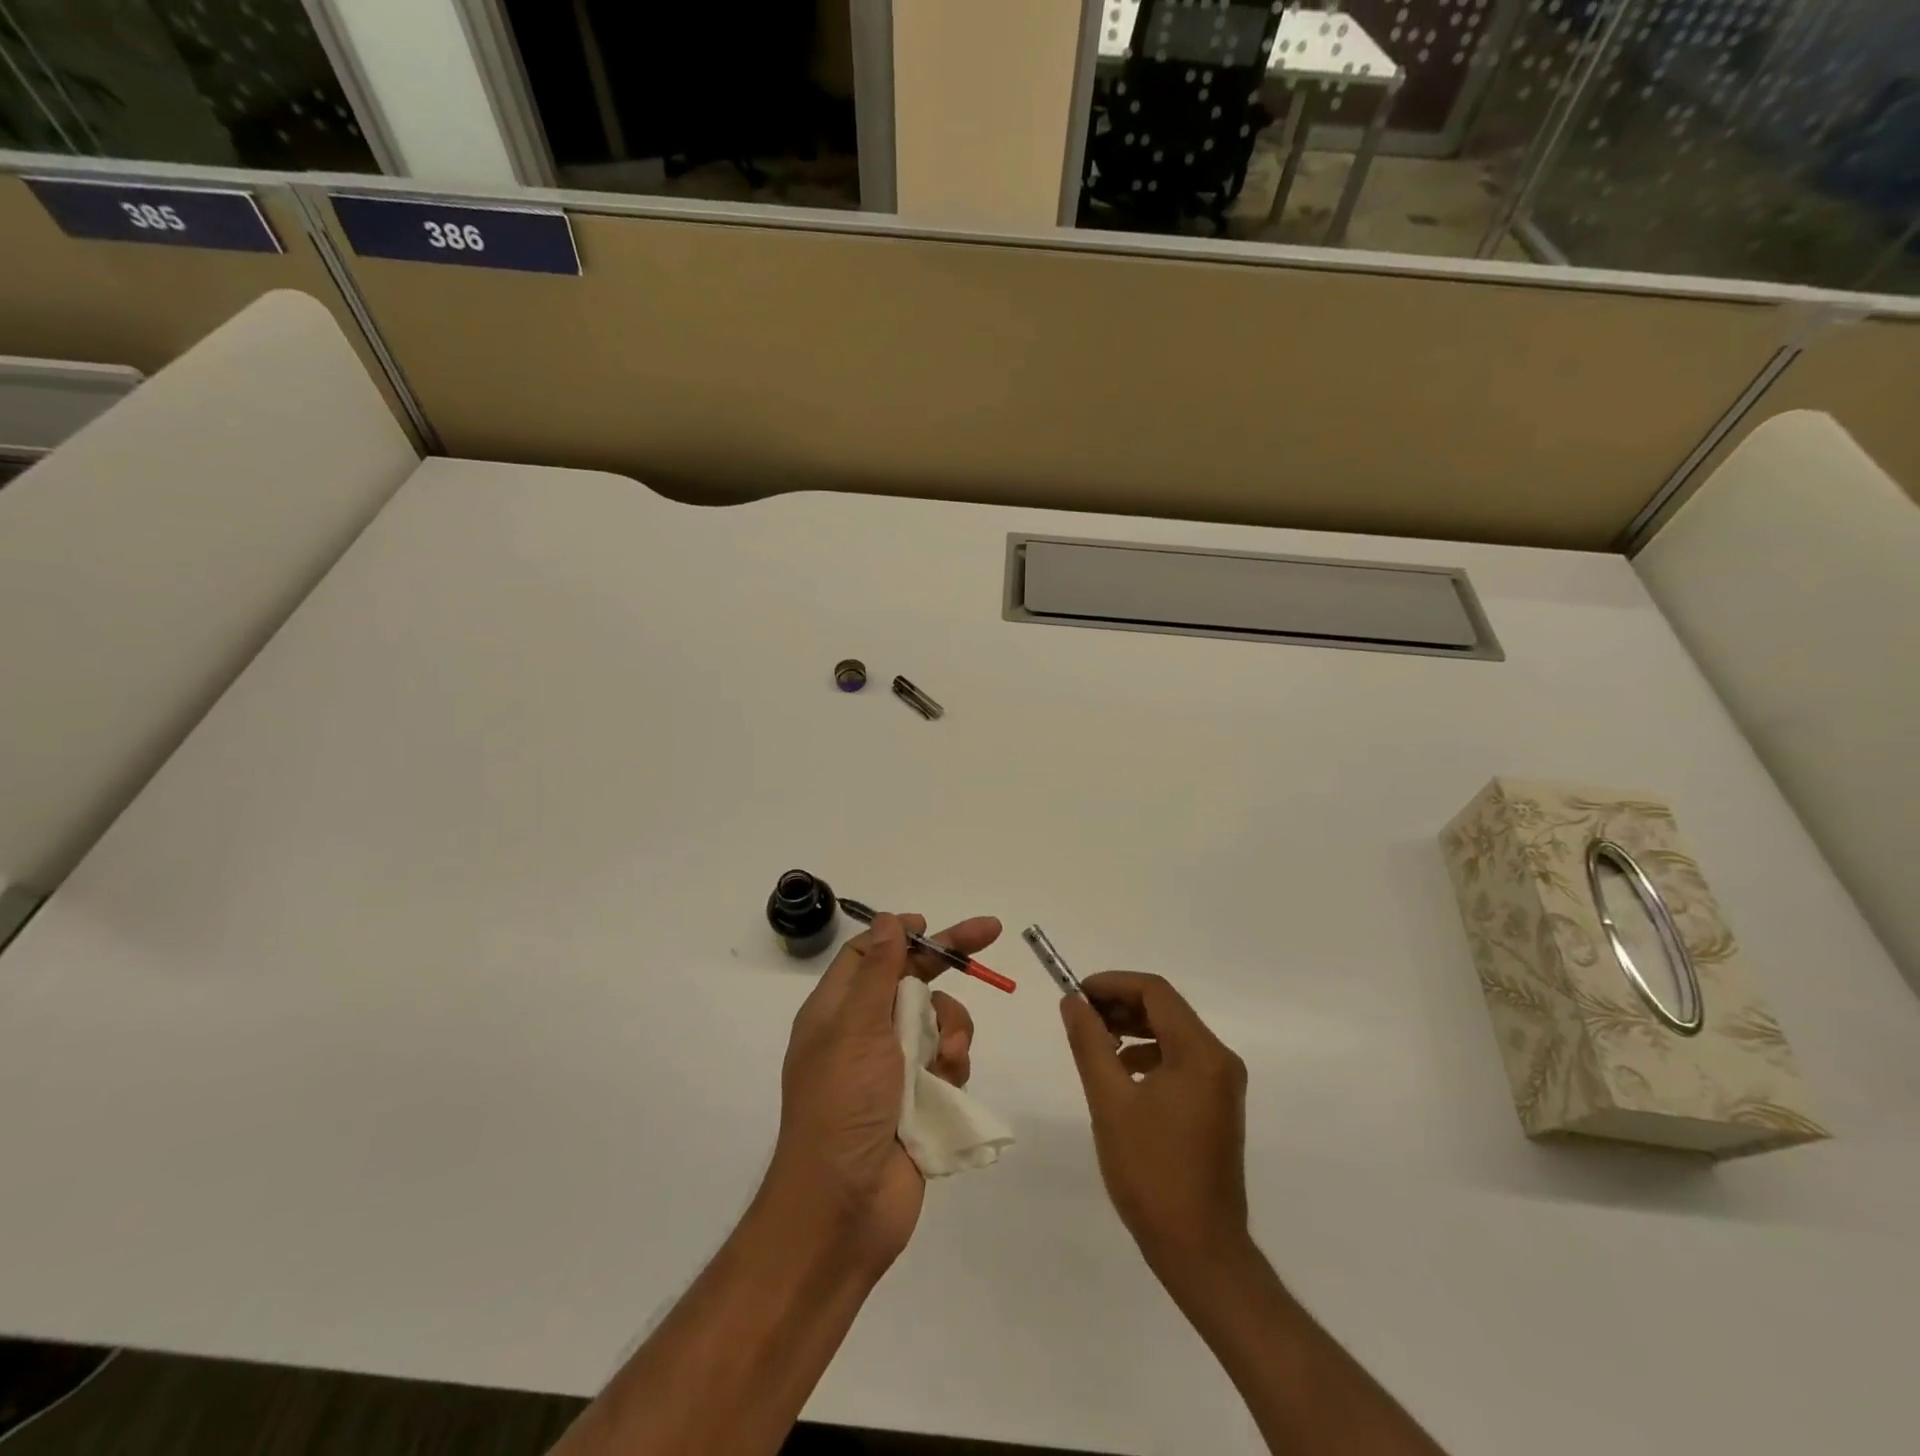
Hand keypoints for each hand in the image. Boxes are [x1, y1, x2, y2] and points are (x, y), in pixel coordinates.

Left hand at [769, 911, 998, 1272]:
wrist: (844, 1210)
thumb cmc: (843, 1107)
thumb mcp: (856, 1029)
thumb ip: (877, 972)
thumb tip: (887, 920)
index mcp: (838, 1011)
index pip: (869, 954)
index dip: (900, 934)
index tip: (932, 925)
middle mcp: (864, 1033)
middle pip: (911, 980)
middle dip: (948, 960)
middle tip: (990, 934)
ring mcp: (892, 1069)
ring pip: (936, 1021)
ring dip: (950, 1027)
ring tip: (947, 1056)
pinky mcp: (918, 1100)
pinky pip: (947, 1062)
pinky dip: (953, 1065)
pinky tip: (948, 1083)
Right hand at [1060, 972, 1251, 1288]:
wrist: (1200, 1250)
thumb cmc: (1152, 1172)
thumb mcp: (1110, 1101)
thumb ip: (1089, 1043)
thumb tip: (1072, 1001)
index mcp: (1200, 1053)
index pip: (1155, 992)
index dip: (1112, 984)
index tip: (1076, 993)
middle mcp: (1219, 1060)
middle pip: (1166, 1009)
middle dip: (1120, 1005)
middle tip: (1079, 1016)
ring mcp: (1222, 1085)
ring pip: (1172, 1034)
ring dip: (1132, 1029)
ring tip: (1094, 1042)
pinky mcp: (1216, 1106)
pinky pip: (1180, 1061)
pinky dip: (1147, 1054)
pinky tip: (1120, 1073)